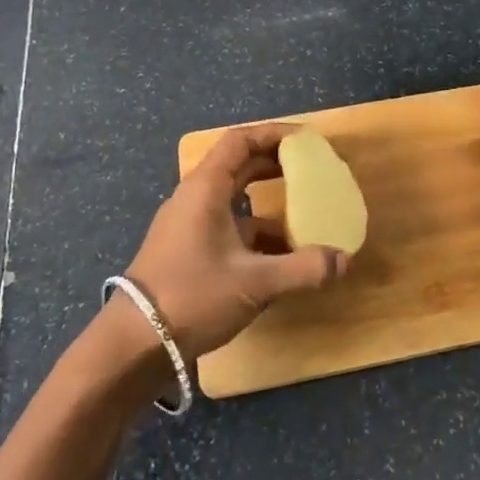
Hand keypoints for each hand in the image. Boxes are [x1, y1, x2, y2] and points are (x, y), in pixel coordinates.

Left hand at [122, 123, 351, 360]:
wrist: (134, 345)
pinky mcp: (188, 252)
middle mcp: (195, 199)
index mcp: (205, 189)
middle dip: (275, 164)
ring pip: (234, 201)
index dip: (273, 134)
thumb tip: (345, 260)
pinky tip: (281, 256)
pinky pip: (228, 229)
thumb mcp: (255, 282)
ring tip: (304, 214)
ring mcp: (189, 226)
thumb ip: (303, 269)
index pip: (239, 141)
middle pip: (238, 166)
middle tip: (310, 169)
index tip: (306, 141)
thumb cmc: (192, 296)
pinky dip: (255, 234)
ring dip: (268, 204)